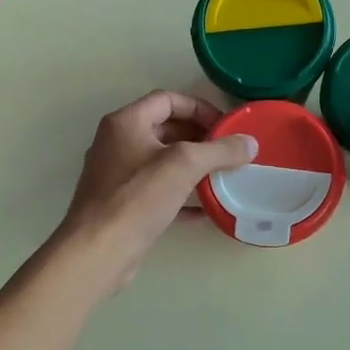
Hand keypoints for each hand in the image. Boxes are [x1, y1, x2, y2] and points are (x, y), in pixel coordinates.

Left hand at [53, 91, 255, 296]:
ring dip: (192, 167)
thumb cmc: (138, 197)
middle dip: (198, 138)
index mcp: (126, 122)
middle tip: (227, 152)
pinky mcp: (121, 204)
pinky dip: (181, 196)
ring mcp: (117, 175)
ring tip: (221, 176)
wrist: (99, 249)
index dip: (199, 108)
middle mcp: (117, 142)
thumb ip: (220, 150)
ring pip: (161, 162)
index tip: (225, 127)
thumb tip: (250, 143)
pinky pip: (156, 191)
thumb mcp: (185, 165)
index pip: (167, 100)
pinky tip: (205, 210)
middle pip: (164, 129)